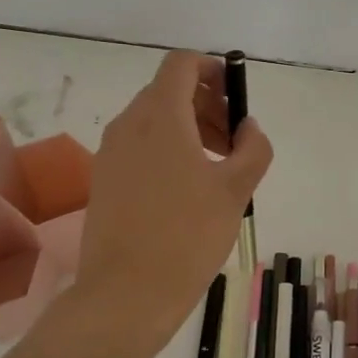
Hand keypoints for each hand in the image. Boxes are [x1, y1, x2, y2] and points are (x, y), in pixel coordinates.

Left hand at [74, 51, 271, 357]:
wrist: (126, 294)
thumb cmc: (187, 235)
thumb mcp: (235, 190)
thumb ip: (252, 148)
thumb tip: (248, 127)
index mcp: (160, 116)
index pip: (182, 63)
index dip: (213, 70)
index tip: (236, 100)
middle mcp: (129, 124)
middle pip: (170, 90)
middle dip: (208, 105)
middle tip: (235, 143)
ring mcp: (111, 152)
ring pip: (155, 119)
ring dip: (190, 128)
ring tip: (217, 169)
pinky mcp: (104, 178)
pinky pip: (140, 145)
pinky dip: (168, 149)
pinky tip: (189, 190)